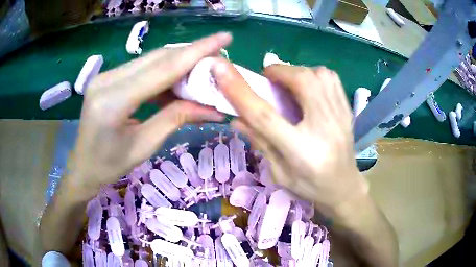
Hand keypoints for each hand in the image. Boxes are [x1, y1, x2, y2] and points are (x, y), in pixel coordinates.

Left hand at [70, 33, 230, 191]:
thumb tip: (212, 107)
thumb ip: (176, 118)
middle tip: (217, 60)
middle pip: (158, 58)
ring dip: (178, 64)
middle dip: (191, 55)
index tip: (224, 37)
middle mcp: (107, 80)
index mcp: (114, 101)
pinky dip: (163, 72)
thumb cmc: (110, 165)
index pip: (163, 68)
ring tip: (201, 73)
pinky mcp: (108, 77)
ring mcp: (105, 76)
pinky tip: (176, 81)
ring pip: (151, 60)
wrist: (82, 166)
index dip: (197, 51)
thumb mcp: (145, 146)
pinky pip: (141, 68)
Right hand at [212, 59, 368, 216]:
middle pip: (301, 82)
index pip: (265, 116)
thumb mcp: (278, 173)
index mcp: (300, 151)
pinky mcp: (347, 109)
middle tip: (268, 81)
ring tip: (288, 85)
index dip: (240, 91)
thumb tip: (236, 118)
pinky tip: (308, 87)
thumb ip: (259, 142)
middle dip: (278, 73)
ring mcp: (340, 116)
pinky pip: (330, 78)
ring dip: (296, 72)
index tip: (220, 69)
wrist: (344, 187)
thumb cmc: (310, 186)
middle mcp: (323, 127)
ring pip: (318, 74)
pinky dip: (314, 74)